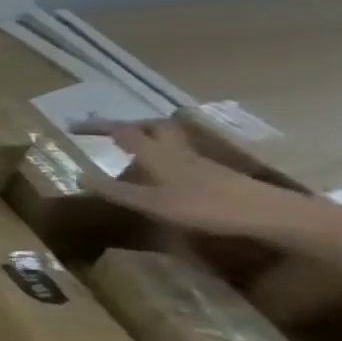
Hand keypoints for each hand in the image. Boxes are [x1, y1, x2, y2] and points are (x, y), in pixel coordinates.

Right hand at [79, 120, 312, 237]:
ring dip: (149, 140)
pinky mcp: (215, 174)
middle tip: (110, 134)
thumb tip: (77, 176)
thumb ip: (114, 190)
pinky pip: (181, 156)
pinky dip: (164, 157)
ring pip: (170, 141)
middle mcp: (176, 151)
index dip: (96, 127)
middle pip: (153, 127)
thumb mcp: (149, 202)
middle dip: (130, 126)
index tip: (72, 126)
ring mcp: (199, 161)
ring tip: (132, 152)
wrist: (269, 215)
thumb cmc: (203, 206)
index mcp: (156, 153)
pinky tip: (161, 174)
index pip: (121, 131)